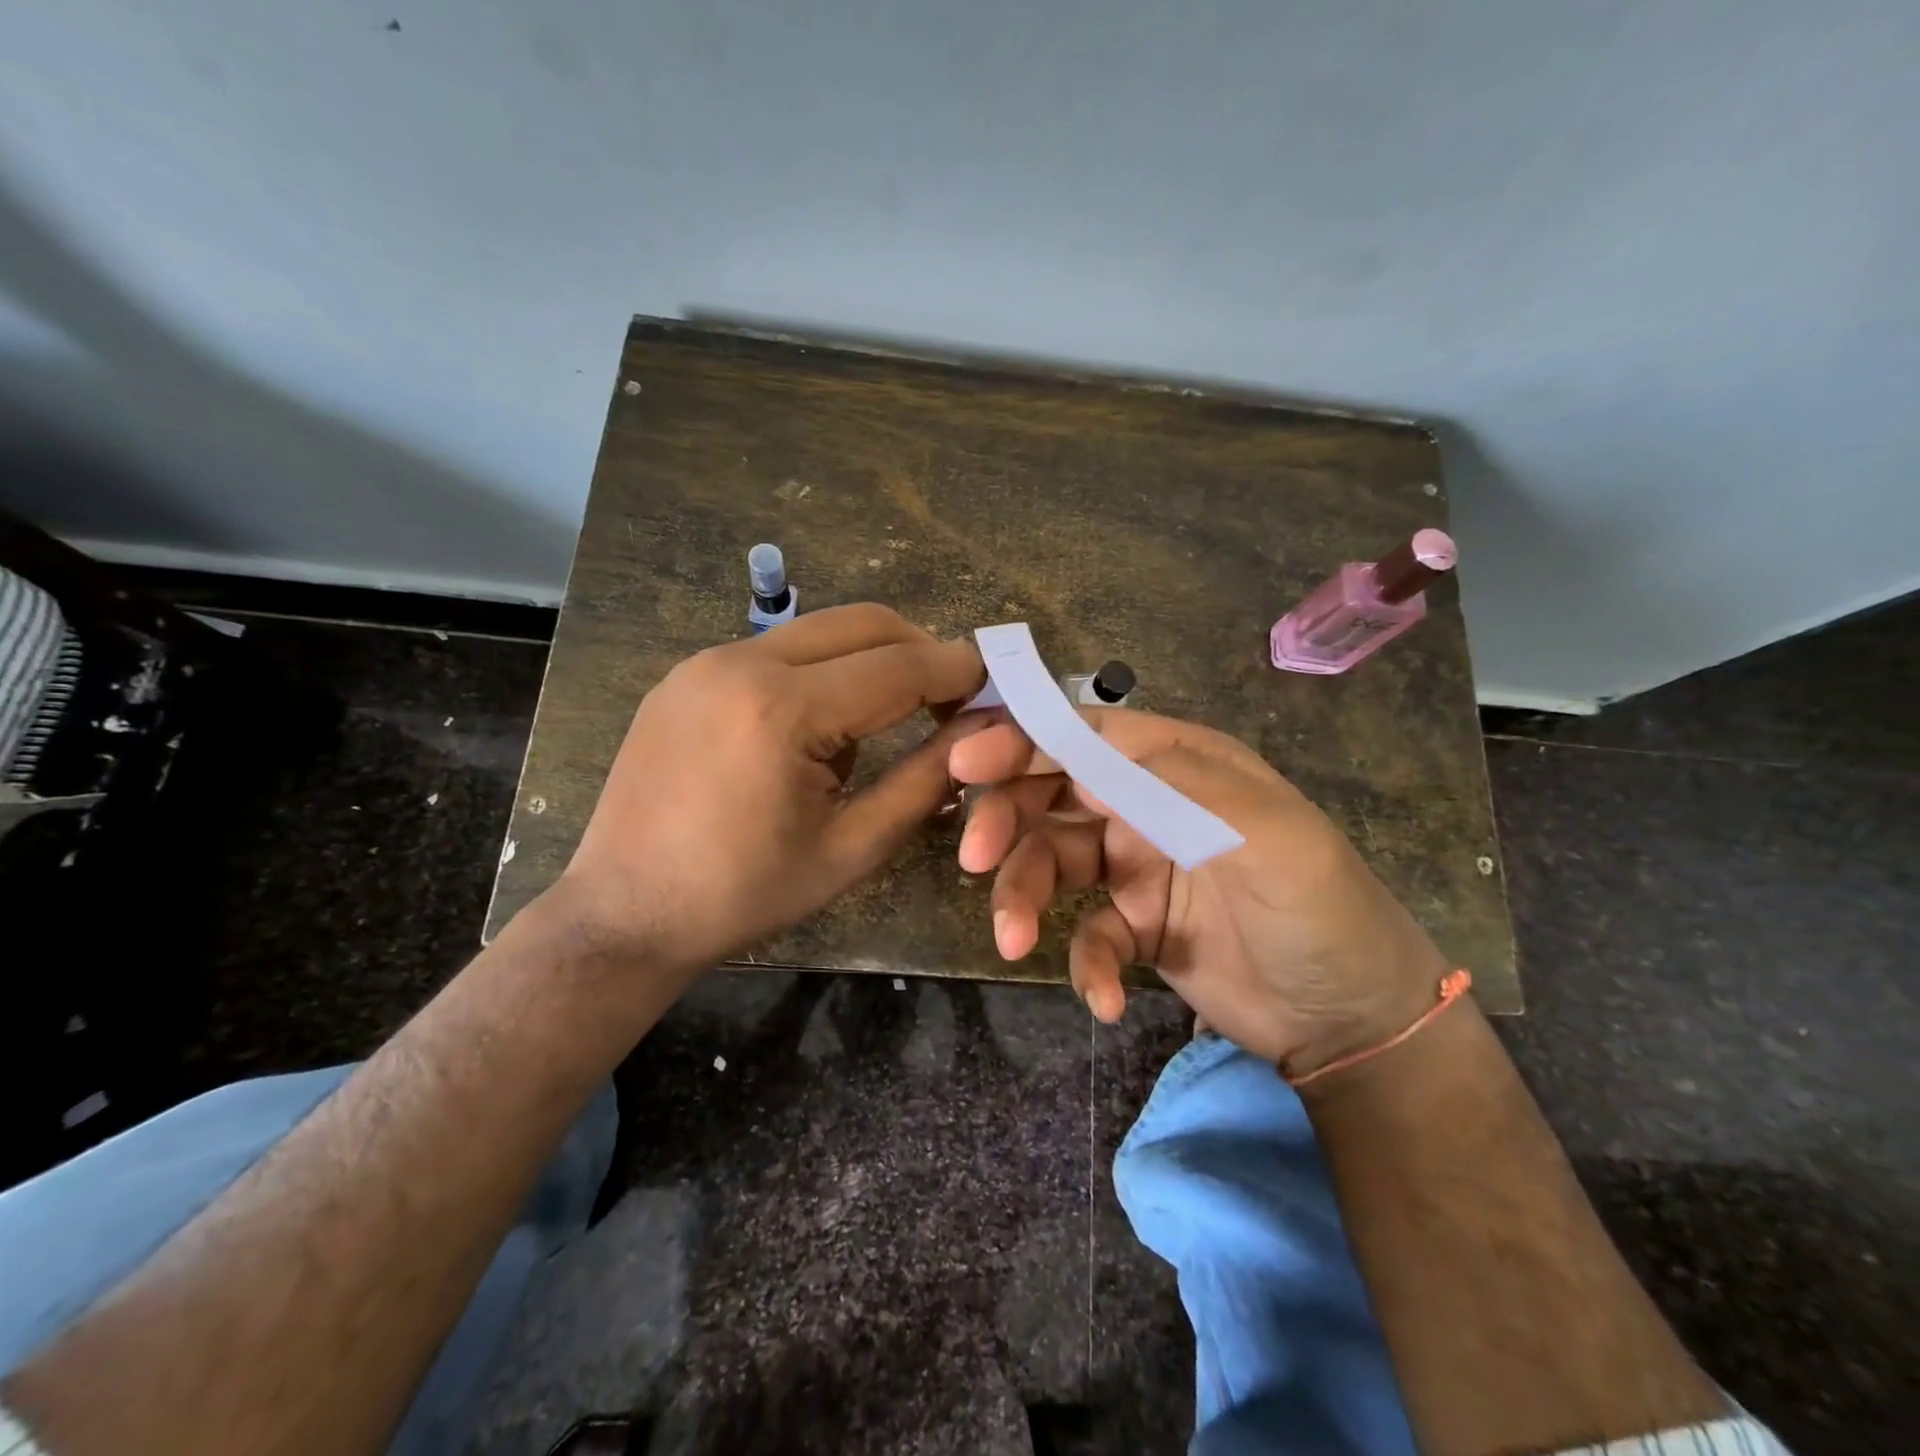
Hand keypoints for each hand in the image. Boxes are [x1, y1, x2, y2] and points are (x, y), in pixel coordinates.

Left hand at [557, 604, 984, 973]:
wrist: (623, 912)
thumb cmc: (744, 894)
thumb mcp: (852, 848)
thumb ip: (926, 781)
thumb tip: (982, 732)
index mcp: (782, 710)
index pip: (899, 666)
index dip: (958, 671)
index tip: (997, 681)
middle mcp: (741, 662)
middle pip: (864, 623)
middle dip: (920, 651)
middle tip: (950, 699)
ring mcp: (706, 660)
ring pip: (821, 631)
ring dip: (872, 661)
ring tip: (885, 723)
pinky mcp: (687, 673)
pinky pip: (779, 651)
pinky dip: (822, 672)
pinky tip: (821, 727)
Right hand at [949, 708, 1451, 1074]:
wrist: (1356, 1022)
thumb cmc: (1321, 911)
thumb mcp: (1268, 836)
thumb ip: (1177, 787)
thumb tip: (1083, 757)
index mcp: (1176, 765)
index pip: (1085, 735)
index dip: (1022, 740)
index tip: (966, 764)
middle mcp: (1147, 806)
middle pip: (1051, 793)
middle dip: (1008, 819)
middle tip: (976, 858)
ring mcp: (1136, 867)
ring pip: (1051, 862)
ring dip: (1024, 897)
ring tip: (1015, 943)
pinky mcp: (1134, 928)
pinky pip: (1085, 935)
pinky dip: (1085, 964)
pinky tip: (1106, 998)